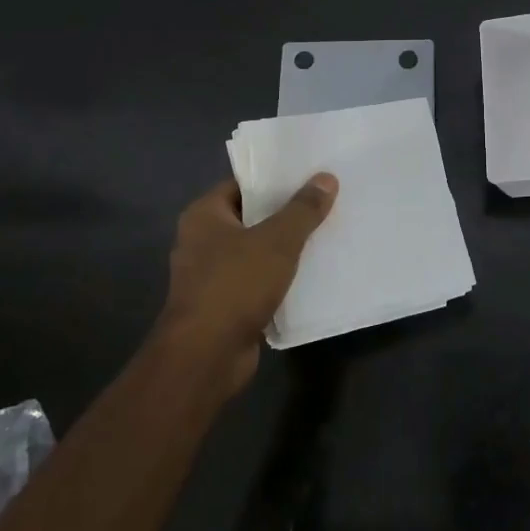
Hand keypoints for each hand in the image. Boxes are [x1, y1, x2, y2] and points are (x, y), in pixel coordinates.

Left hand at [158, 174, 337, 393]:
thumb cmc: (235, 285)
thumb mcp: (277, 241)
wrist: (206, 356)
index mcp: (204, 215)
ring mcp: (212, 275)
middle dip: (287, 212)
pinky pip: (258, 280)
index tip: (311, 174)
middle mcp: (202, 240)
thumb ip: (303, 209)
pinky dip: (281, 277)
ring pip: (257, 250)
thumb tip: (326, 178)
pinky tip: (313, 272)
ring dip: (286, 247)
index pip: (244, 184)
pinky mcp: (225, 304)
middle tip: (327, 201)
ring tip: (327, 233)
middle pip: (252, 216)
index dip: (276, 178)